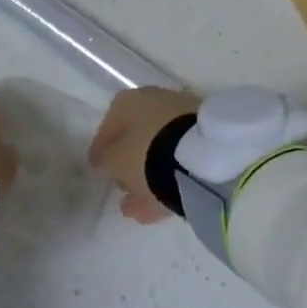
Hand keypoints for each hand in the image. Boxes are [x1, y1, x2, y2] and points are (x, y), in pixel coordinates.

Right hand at [88, 87, 200, 222]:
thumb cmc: (148, 153)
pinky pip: (180, 158)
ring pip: (160, 149)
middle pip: (137, 135)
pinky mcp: (206, 136)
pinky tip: (160, 204)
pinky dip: (169, 178)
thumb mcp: (115, 161)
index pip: (108, 125)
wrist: (202, 156)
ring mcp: (184, 117)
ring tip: (139, 207)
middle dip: (130, 163)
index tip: (99, 170)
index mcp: (129, 100)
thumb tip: (104, 162)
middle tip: (123, 188)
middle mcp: (156, 100)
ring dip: (149, 175)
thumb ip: (105, 161)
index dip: (102, 150)